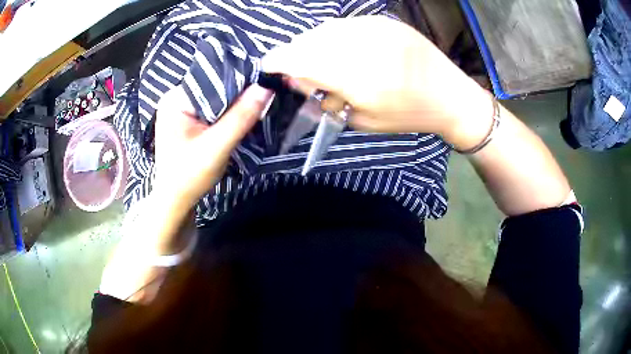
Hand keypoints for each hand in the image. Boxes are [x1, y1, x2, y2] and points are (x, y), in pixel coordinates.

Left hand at [153, 84, 273, 208]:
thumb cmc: (189, 177)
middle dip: (237, 92)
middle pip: (214, 87)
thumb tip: (266, 87)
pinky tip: (240, 115)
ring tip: (256, 102)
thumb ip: (240, 117)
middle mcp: (176, 98)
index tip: (264, 81)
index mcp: (176, 99)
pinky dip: (227, 113)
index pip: (212, 78)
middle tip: (264, 93)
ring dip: (234, 104)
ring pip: (215, 98)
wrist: (175, 202)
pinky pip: (212, 109)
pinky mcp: (188, 121)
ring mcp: (181, 110)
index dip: (239, 78)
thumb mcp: (216, 147)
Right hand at [262, 16, 492, 148]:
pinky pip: (347, 23)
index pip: (302, 61)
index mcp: (360, 80)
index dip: (278, 61)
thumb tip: (297, 78)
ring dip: (313, 43)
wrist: (451, 95)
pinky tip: (341, 47)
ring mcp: (377, 29)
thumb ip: (327, 98)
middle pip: (310, 41)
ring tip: (321, 59)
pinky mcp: (386, 21)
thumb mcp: (363, 119)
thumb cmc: (409, 115)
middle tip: (296, 68)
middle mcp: (365, 47)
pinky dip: (335, 34)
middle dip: (295, 53)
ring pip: (326, 29)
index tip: (269, 66)